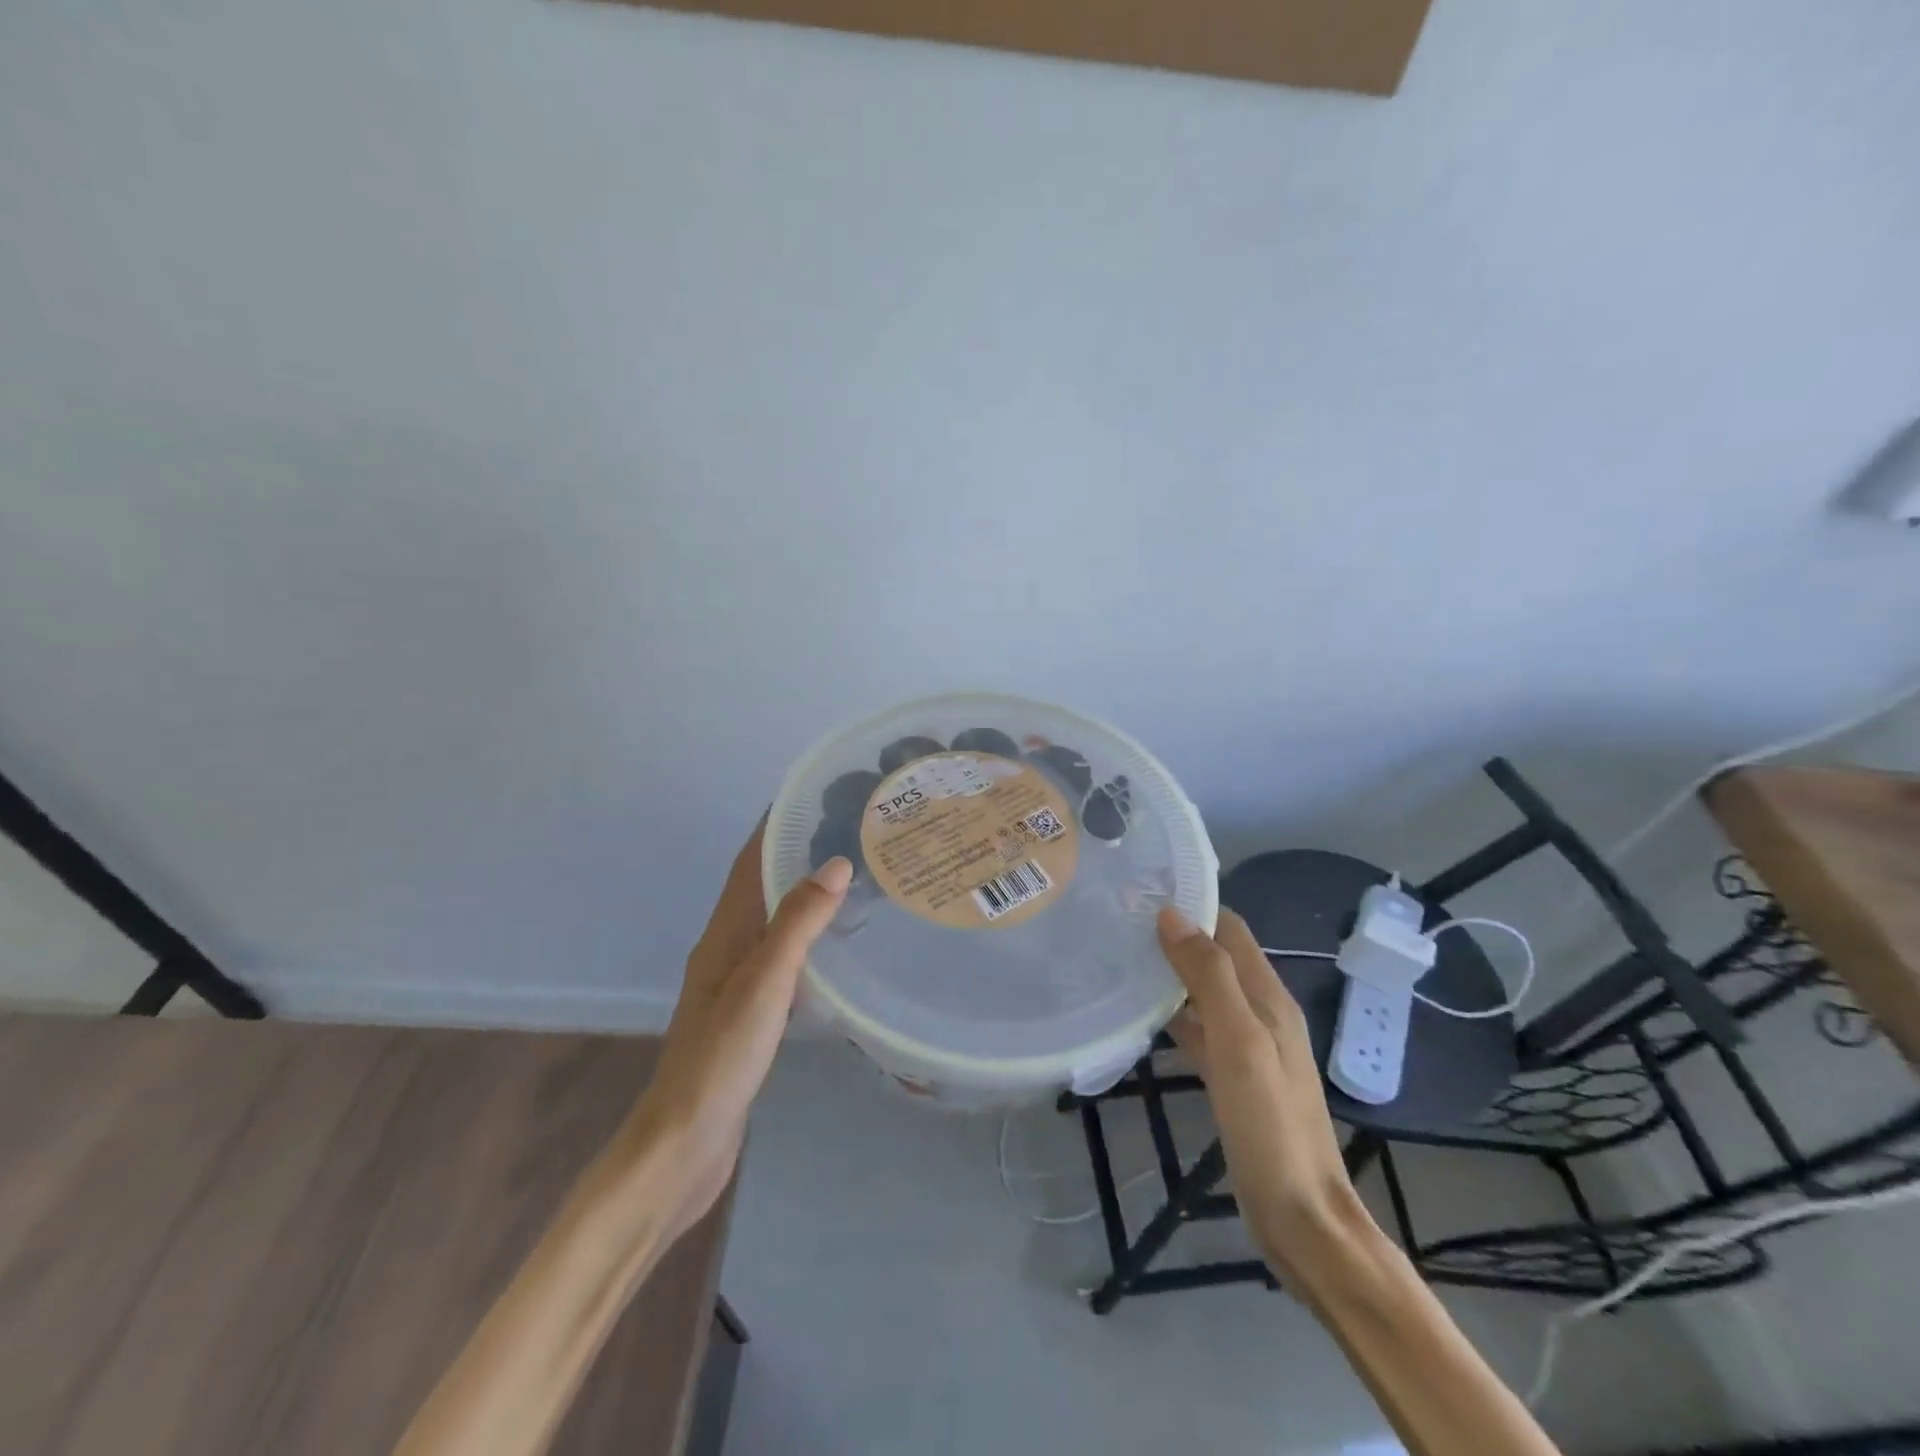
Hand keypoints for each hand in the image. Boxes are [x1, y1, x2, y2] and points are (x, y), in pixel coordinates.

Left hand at [625, 824, 852, 1242]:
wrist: (685, 1142)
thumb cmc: (721, 1056)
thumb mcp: (764, 983)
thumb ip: (797, 924)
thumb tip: (834, 863)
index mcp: (725, 933)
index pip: (750, 862)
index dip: (774, 825)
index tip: (811, 794)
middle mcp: (727, 948)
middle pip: (761, 885)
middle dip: (795, 852)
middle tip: (848, 833)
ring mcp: (736, 982)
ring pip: (773, 920)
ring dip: (802, 893)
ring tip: (851, 877)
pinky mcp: (749, 1012)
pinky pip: (782, 955)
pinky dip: (806, 936)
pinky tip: (834, 946)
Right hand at [1156, 907, 1368, 1272]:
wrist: (1301, 1217)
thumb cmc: (1270, 1124)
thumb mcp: (1239, 1042)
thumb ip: (1209, 977)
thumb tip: (1172, 914)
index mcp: (1269, 998)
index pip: (1230, 929)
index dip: (1193, 906)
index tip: (1142, 892)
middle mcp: (1261, 1014)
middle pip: (1216, 958)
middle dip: (1176, 936)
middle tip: (1120, 923)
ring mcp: (1248, 1048)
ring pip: (1205, 993)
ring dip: (1171, 974)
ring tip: (1121, 958)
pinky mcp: (1233, 1078)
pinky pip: (1199, 1030)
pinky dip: (1173, 1015)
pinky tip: (1140, 1017)